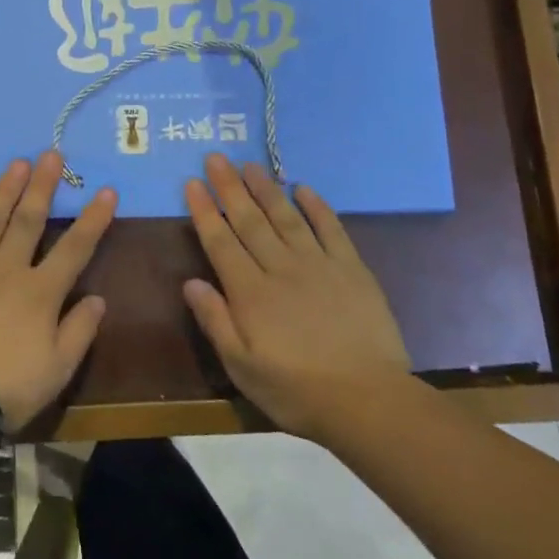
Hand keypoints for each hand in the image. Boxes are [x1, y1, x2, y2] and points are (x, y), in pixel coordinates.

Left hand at [0, 151, 114, 429]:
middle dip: (43, 186)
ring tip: (17, 163)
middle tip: (52, 154)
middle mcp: (8, 269)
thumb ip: (79, 332)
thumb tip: (98, 299)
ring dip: (6, 189)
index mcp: (41, 293)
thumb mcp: (56, 371)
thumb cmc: (3, 387)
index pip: (75, 248)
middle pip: (29, 220)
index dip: (93, 218)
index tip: (106, 190)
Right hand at [182, 153, 411, 448]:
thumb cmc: (297, 391)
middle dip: (230, 187)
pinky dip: (317, 206)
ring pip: (286, 217)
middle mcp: (280, 268)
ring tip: (251, 165)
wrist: (368, 401)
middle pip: (249, 220)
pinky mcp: (352, 268)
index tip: (192, 183)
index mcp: (250, 292)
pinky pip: (331, 228)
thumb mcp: (242, 368)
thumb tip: (190, 282)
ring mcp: (319, 264)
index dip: (205, 211)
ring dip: (266, 189)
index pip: (220, 242)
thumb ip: (215, 321)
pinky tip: (303, 188)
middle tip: (216, 157)